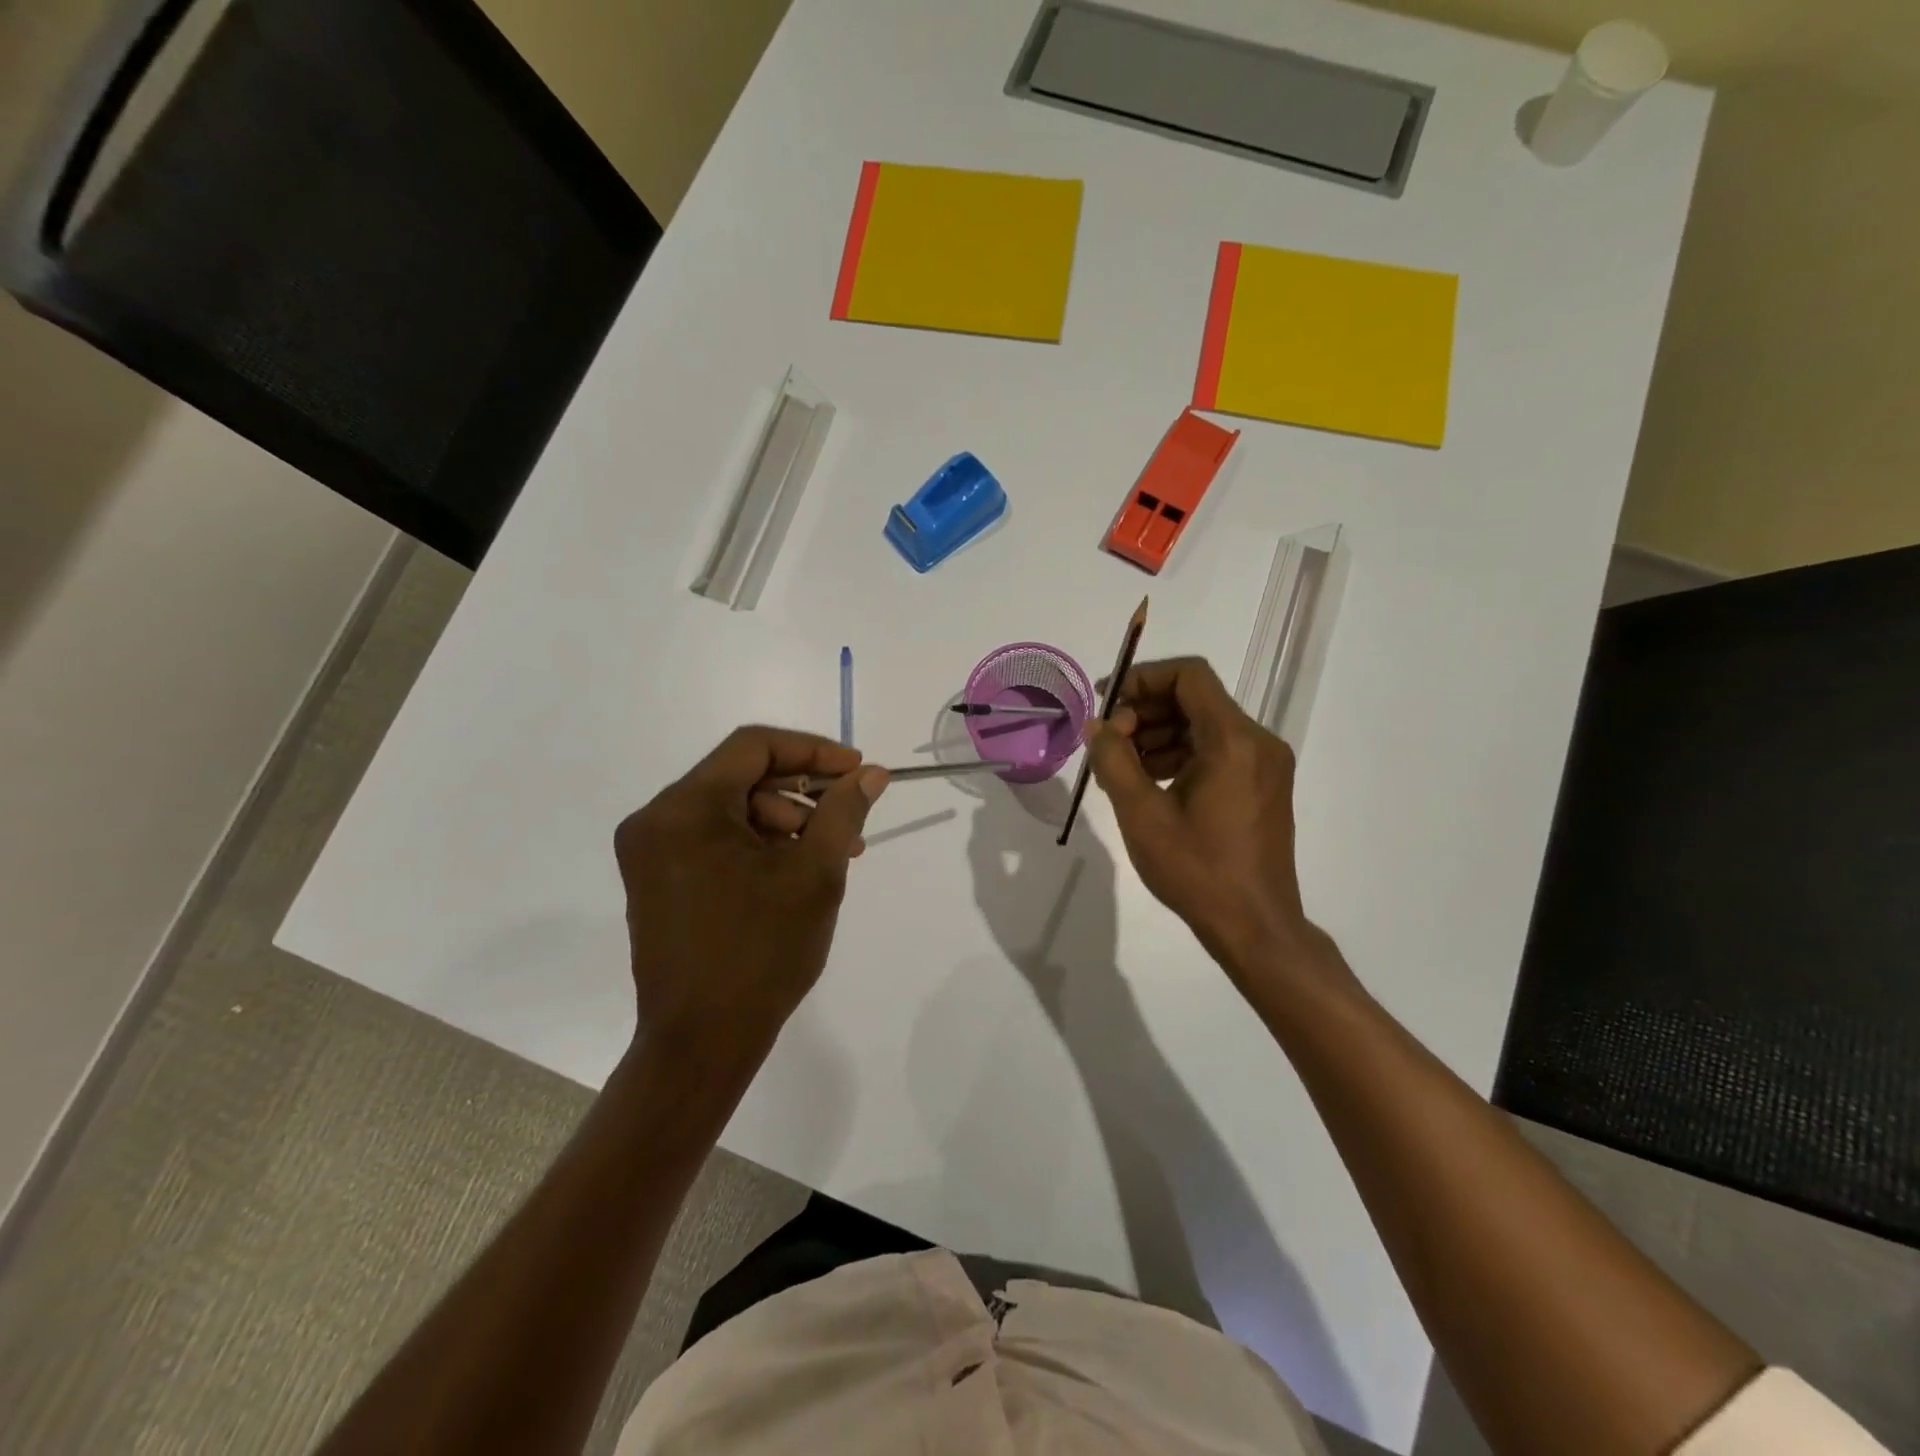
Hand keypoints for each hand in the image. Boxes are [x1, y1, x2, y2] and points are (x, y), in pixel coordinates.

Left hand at [613, 728, 888, 1060]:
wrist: (701, 1043)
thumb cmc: (761, 953)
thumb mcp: (815, 875)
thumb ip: (843, 812)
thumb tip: (871, 774)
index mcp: (686, 809)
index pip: (753, 746)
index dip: (812, 750)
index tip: (856, 771)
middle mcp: (656, 820)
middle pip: (740, 777)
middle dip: (801, 794)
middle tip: (848, 823)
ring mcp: (649, 852)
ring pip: (730, 809)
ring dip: (784, 822)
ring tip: (830, 855)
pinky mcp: (656, 880)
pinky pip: (714, 839)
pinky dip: (757, 845)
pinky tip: (794, 872)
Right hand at [1084, 658, 1345, 1004]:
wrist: (1255, 926)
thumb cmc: (1196, 870)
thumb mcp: (1141, 814)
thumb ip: (1113, 760)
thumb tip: (1096, 725)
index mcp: (1233, 740)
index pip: (1189, 675)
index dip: (1143, 678)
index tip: (1107, 703)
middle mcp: (1258, 741)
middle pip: (1196, 699)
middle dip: (1145, 711)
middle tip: (1108, 742)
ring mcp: (1266, 764)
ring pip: (1205, 725)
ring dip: (1160, 735)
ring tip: (1122, 768)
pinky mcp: (1265, 785)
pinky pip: (1218, 751)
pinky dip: (1182, 755)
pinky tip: (1151, 784)